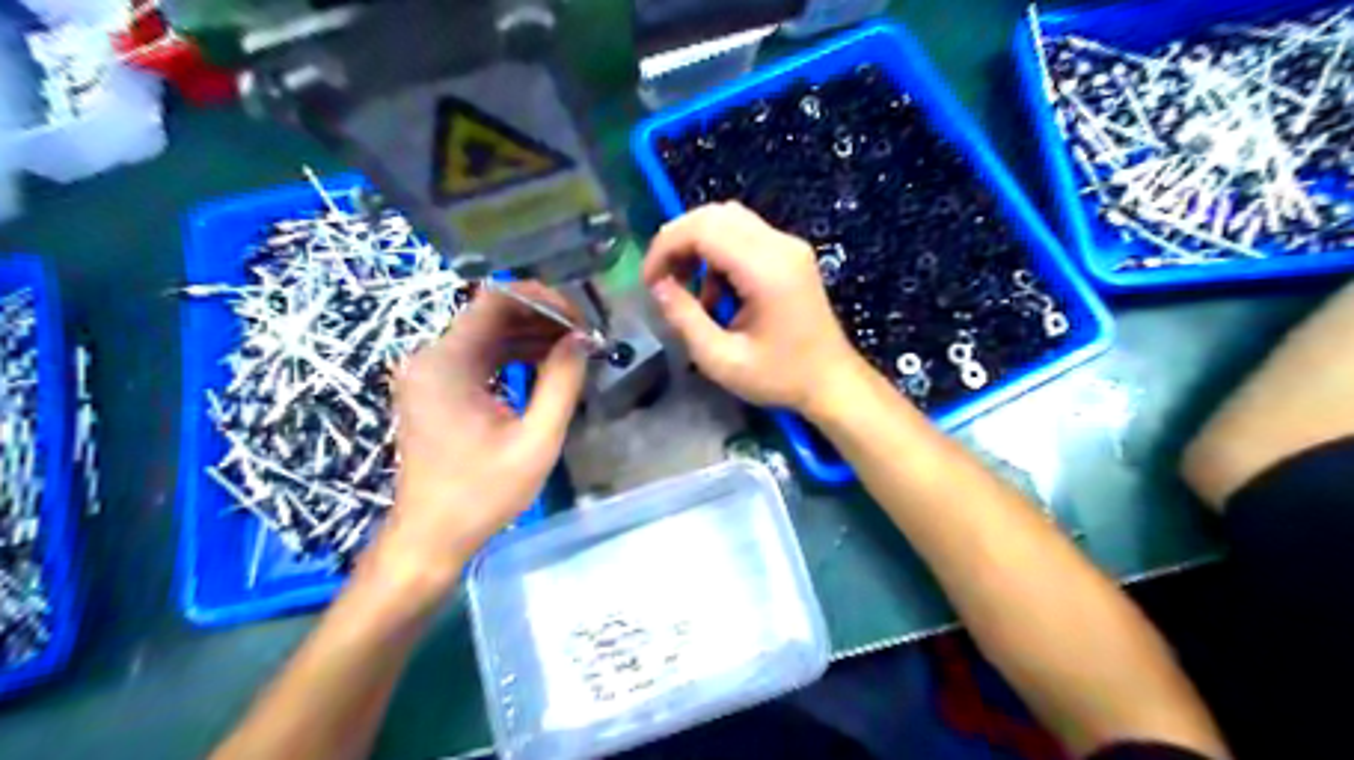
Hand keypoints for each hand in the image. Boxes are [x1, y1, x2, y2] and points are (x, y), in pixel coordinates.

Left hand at [371, 284, 585, 588]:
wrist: (431, 536)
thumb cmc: (482, 495)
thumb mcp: (536, 441)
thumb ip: (562, 383)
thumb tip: (582, 339)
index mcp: (447, 363)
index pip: (496, 300)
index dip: (543, 300)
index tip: (581, 321)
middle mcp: (431, 356)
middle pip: (492, 313)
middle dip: (543, 319)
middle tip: (585, 338)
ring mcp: (430, 371)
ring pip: (488, 332)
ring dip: (532, 336)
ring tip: (574, 350)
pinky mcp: (436, 386)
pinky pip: (480, 355)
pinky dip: (514, 354)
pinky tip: (546, 365)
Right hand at [641, 200, 866, 415]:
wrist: (832, 381)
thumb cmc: (779, 377)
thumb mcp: (721, 359)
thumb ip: (684, 318)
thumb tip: (658, 286)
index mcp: (766, 269)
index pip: (703, 228)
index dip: (666, 246)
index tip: (650, 281)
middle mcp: (780, 245)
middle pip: (714, 215)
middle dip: (678, 242)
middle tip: (663, 281)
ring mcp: (789, 246)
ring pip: (728, 220)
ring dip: (698, 248)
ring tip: (691, 293)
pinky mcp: (791, 254)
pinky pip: (744, 235)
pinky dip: (719, 254)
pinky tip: (718, 294)